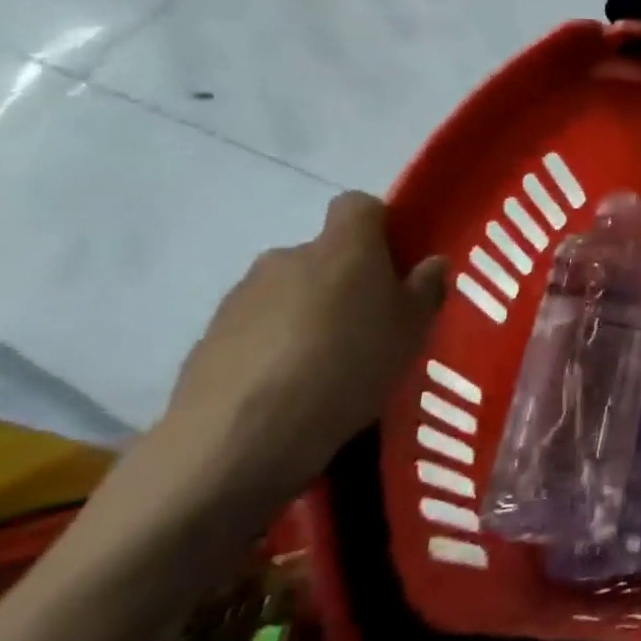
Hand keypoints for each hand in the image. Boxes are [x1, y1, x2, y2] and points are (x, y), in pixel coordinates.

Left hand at [146, 193, 445, 519]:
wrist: (241, 436)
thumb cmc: (350, 367)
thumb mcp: (412, 332)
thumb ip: (425, 290)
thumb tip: (430, 263)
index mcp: (343, 246)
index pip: (359, 205)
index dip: (379, 226)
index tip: (396, 264)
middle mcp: (289, 256)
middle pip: (324, 253)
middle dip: (345, 279)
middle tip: (370, 326)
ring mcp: (242, 295)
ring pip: (290, 291)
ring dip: (309, 313)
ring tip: (328, 365)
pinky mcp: (209, 336)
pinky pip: (258, 327)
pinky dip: (276, 345)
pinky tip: (290, 388)